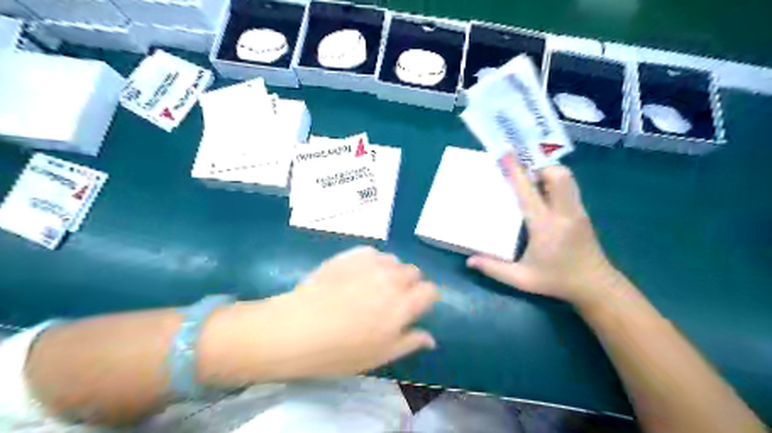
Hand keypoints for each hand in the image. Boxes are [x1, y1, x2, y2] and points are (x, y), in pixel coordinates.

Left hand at [217, 246, 439, 382]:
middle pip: (414, 272)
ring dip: (391, 271)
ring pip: (394, 260)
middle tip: (392, 299)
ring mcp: (370, 264)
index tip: (416, 307)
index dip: (426, 298)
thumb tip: (431, 338)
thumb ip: (409, 342)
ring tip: (374, 285)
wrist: (295, 329)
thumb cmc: (338, 351)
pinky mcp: (350, 255)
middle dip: (410, 284)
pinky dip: (372, 262)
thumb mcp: (378, 356)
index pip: (430, 291)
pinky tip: (357, 275)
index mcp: (402, 306)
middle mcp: (391, 280)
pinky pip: (372, 253)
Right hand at [467, 162, 619, 306]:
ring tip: (533, 184)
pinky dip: (556, 184)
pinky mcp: (582, 213)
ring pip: (567, 179)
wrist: (595, 286)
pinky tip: (544, 197)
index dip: (515, 171)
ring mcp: (577, 211)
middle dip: (540, 168)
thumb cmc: (556, 281)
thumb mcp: (522, 279)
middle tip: (524, 177)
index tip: (505, 154)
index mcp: (545, 226)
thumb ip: (494, 269)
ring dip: (549, 174)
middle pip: (558, 175)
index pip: (528, 192)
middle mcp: (564, 213)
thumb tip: (470, 260)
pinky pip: (569, 188)